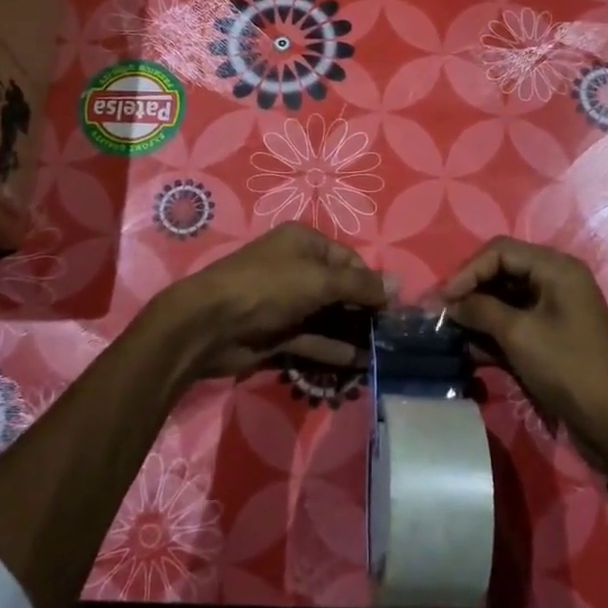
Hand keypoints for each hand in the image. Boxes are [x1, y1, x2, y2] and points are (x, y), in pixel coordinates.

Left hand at [149, 223, 387, 381]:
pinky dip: (334, 350)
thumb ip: (359, 285)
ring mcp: (286, 303)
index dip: (371, 282)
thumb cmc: (267, 287)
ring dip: (352, 333)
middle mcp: (296, 269)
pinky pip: (313, 340)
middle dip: (364, 310)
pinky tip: (360, 364)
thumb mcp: (319, 280)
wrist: (209, 324)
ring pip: (328, 317)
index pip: (348, 260)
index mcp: (304, 243)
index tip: (393, 308)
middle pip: (339, 289)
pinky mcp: (278, 333)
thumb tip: (398, 284)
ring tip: (382, 353)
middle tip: (392, 334)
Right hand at [442, 237, 607, 465]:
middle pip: (501, 273)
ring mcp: (554, 311)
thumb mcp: (519, 334)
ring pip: (504, 301)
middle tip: (440, 316)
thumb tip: (449, 304)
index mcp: (555, 268)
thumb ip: (480, 311)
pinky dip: (491, 334)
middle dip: (469, 293)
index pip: (499, 252)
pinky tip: (468, 351)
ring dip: (477, 316)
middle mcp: (555, 281)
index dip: (467, 271)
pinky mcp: (550, 338)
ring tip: (449, 335)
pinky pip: (514, 325)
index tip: (442, 300)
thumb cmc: (569, 368)